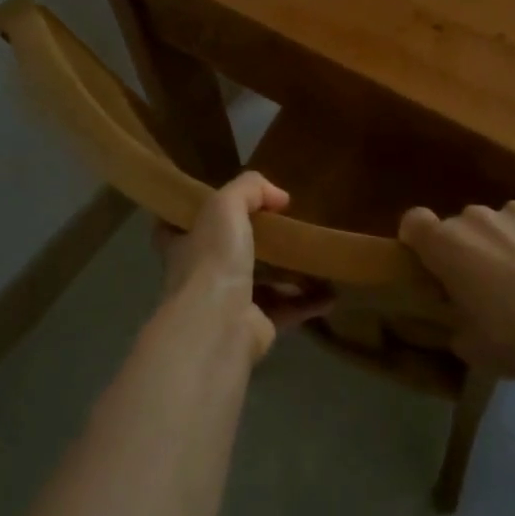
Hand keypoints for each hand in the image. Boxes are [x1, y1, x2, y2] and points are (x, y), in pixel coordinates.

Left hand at [156, 172, 323, 356]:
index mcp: (183, 243)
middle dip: (256, 240)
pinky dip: (308, 301)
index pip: (184, 223)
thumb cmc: (213, 259)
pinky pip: (285, 309)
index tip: (232, 201)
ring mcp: (226, 303)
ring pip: (261, 281)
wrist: (218, 326)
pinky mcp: (253, 327)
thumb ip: (249, 188)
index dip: (204, 211)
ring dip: (288, 272)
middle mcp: (200, 273)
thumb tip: (279, 196)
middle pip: (228, 251)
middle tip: (286, 224)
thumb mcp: (225, 205)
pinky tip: (331, 293)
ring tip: (316, 256)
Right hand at [399, 201, 514, 379]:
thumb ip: (455, 323)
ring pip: (502, 223)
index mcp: (446, 244)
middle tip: (487, 285)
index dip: (418, 240)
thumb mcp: (471, 348)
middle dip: (469, 249)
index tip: (430, 264)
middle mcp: (477, 217)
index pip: (413, 222)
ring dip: (507, 243)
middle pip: (462, 226)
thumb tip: (460, 319)